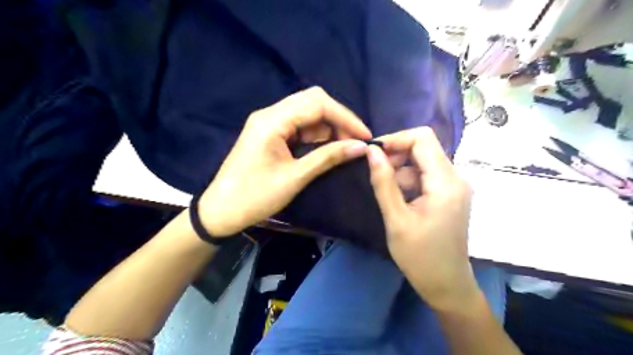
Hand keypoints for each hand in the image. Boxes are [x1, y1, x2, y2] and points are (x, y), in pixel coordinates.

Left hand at [199, 86, 371, 238]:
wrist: (221, 211)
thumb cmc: (255, 196)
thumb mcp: (295, 177)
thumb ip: (328, 157)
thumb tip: (361, 147)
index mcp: (272, 120)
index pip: (317, 103)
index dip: (345, 117)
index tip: (365, 136)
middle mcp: (270, 114)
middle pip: (313, 102)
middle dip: (339, 120)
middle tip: (356, 141)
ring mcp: (269, 123)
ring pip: (308, 114)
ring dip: (330, 128)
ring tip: (347, 146)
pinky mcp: (271, 134)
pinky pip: (300, 127)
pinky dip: (318, 135)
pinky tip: (330, 147)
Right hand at [367, 128, 480, 310]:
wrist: (446, 285)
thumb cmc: (420, 257)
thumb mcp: (396, 219)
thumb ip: (383, 182)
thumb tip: (372, 151)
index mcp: (445, 182)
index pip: (422, 139)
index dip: (396, 139)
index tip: (373, 153)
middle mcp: (455, 177)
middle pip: (423, 148)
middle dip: (396, 155)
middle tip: (376, 174)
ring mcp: (454, 186)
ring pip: (422, 162)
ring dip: (401, 171)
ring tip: (387, 194)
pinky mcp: (449, 194)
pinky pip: (426, 175)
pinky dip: (409, 181)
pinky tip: (399, 200)